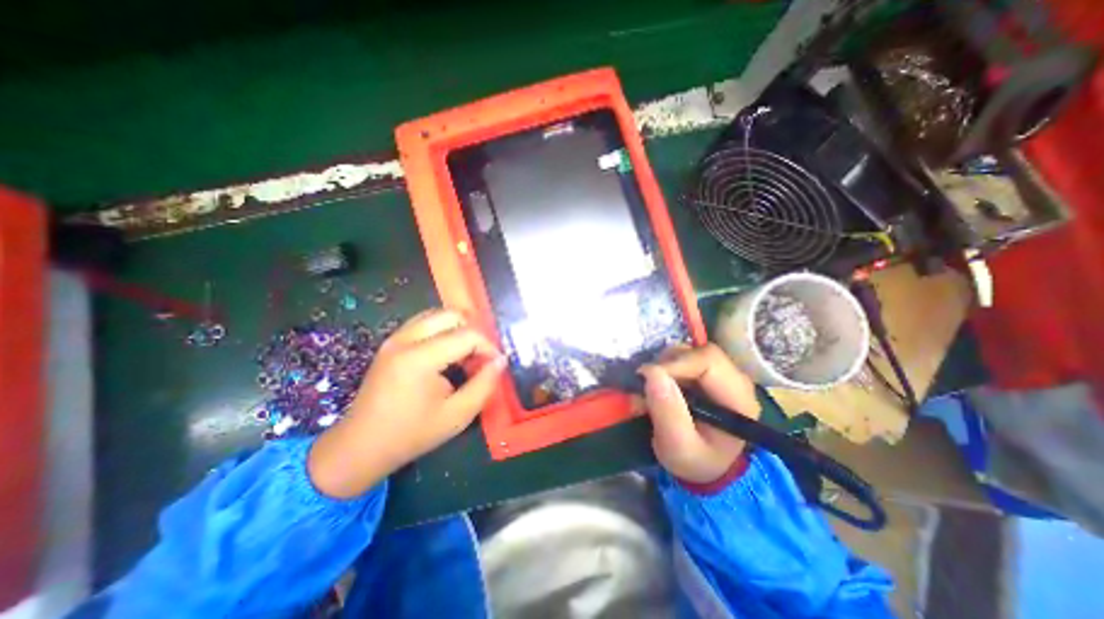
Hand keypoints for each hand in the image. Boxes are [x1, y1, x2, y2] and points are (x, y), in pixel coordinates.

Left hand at [306, 310, 503, 496]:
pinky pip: (423, 323)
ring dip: (457, 329)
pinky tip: (446, 353)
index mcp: (420, 358)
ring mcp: (394, 338)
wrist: (361, 446)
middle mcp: (405, 340)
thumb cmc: (412, 434)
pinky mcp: (391, 342)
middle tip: (480, 356)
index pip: (467, 334)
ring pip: (437, 314)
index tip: (495, 365)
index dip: (488, 346)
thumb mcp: (458, 415)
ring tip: (465, 355)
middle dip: (473, 331)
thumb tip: (501, 360)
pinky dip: (442, 330)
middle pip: (451, 315)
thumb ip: (485, 384)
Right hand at [638, 343, 760, 482]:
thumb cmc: (695, 460)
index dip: (675, 363)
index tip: (647, 377)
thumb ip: (668, 413)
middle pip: (699, 352)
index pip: (708, 361)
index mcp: (738, 398)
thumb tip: (652, 373)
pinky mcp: (707, 373)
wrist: (705, 466)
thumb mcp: (678, 447)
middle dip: (668, 364)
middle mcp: (735, 380)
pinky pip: (684, 358)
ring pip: (689, 352)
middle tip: (646, 383)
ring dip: (664, 366)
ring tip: (652, 389)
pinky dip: (666, 368)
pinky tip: (659, 387)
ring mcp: (722, 374)